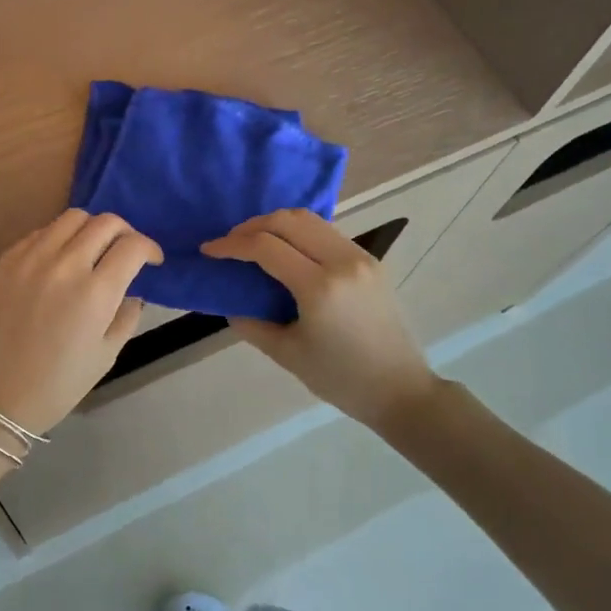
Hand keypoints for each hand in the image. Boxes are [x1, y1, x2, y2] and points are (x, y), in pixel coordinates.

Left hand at [0, 210, 163, 437]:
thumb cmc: (60, 383)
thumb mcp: (108, 354)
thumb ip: (127, 314)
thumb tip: (132, 289)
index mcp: (95, 292)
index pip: (133, 245)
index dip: (150, 248)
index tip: (152, 260)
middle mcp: (64, 265)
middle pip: (105, 222)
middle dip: (125, 233)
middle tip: (125, 251)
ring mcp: (30, 258)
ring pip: (71, 217)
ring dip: (91, 229)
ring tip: (91, 250)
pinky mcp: (5, 261)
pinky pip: (40, 232)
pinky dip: (58, 239)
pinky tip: (58, 262)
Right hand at [201, 209, 434, 429]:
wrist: (401, 391)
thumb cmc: (341, 379)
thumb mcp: (287, 355)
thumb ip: (251, 324)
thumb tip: (229, 302)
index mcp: (320, 287)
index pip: (266, 247)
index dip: (231, 245)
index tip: (209, 250)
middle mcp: (342, 261)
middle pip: (287, 220)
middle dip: (251, 226)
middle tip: (229, 243)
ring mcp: (360, 257)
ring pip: (309, 219)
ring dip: (276, 224)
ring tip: (253, 242)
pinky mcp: (370, 260)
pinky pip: (326, 232)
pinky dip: (298, 232)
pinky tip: (285, 250)